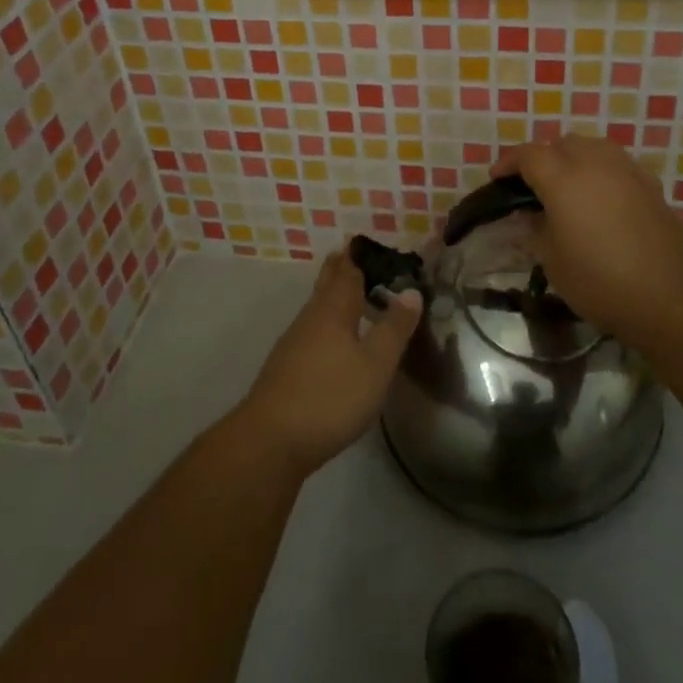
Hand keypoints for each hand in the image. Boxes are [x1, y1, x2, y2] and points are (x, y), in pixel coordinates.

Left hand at [238, 249, 422, 475]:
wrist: (271, 440)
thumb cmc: (331, 396)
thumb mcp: (376, 365)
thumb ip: (395, 328)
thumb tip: (411, 291)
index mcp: (334, 310)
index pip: (347, 272)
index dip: (357, 257)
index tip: (364, 242)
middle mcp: (311, 318)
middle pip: (327, 285)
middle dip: (340, 269)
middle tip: (352, 255)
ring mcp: (294, 342)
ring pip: (317, 307)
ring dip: (332, 295)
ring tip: (348, 291)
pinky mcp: (286, 367)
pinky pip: (311, 329)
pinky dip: (325, 321)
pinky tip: (331, 337)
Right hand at [494, 133, 682, 343]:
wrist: (672, 296)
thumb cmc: (601, 281)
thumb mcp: (553, 260)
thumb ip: (538, 228)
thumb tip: (533, 213)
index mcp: (563, 177)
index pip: (528, 155)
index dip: (508, 163)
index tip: (496, 178)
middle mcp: (595, 161)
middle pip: (561, 144)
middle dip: (542, 158)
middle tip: (530, 186)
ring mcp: (627, 169)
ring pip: (591, 148)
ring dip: (572, 159)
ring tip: (564, 188)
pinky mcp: (650, 184)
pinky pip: (614, 164)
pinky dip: (598, 171)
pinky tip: (597, 198)